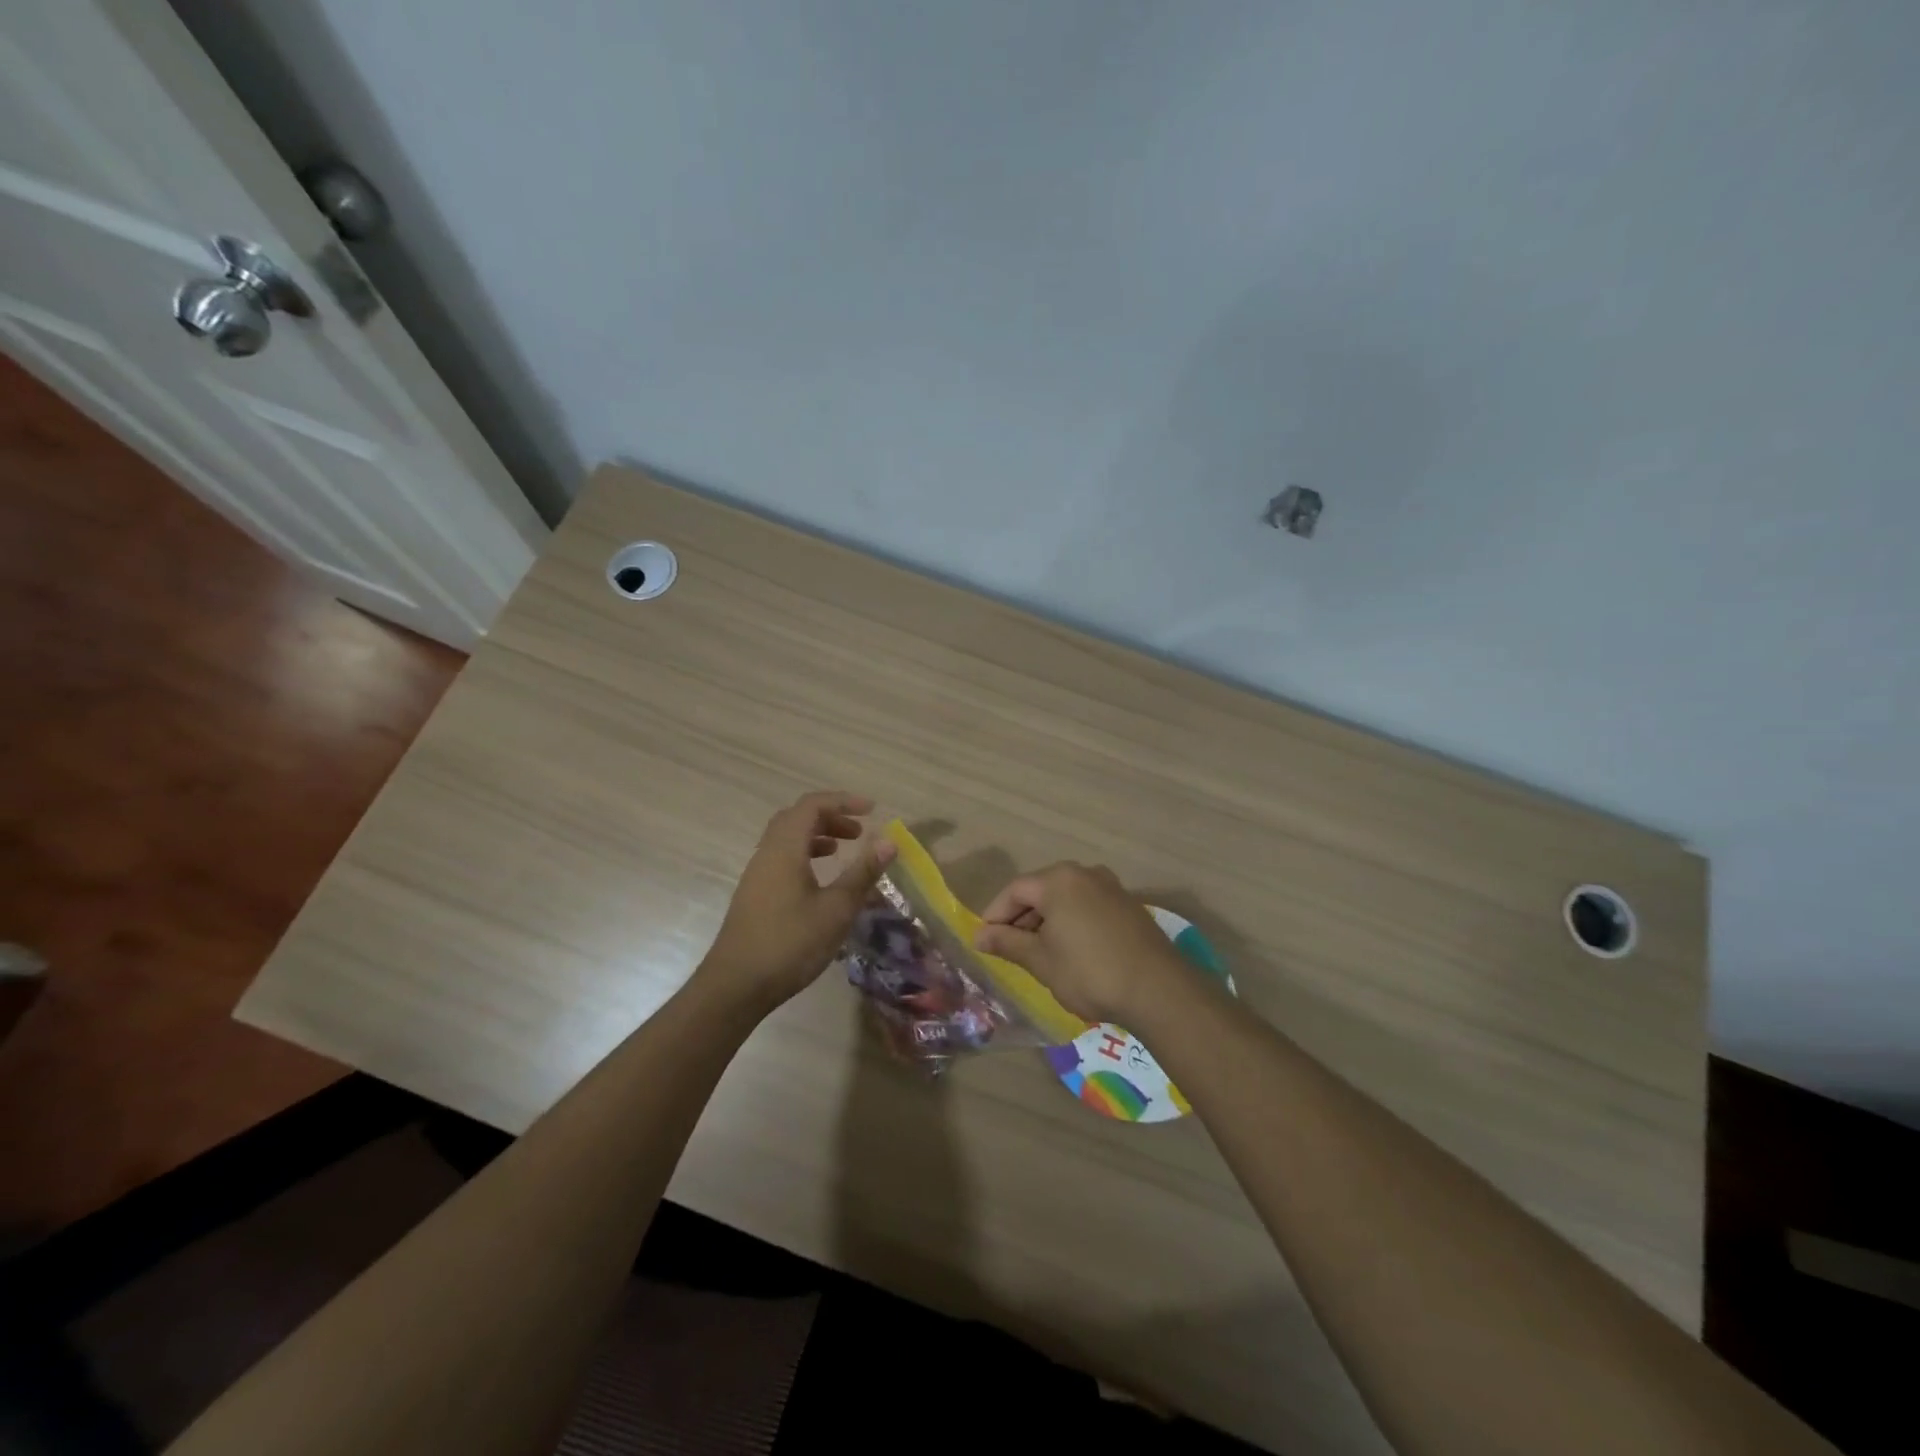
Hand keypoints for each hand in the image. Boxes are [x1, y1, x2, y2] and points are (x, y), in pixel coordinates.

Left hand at [699, 791, 895, 1011]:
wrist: (736, 986)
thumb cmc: (790, 944)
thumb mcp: (836, 909)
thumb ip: (862, 873)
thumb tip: (889, 841)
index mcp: (784, 849)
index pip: (812, 806)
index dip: (843, 801)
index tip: (872, 810)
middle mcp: (767, 853)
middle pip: (797, 817)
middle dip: (830, 817)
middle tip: (859, 832)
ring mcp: (757, 874)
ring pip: (787, 838)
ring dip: (817, 836)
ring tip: (842, 850)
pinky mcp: (754, 894)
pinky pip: (781, 858)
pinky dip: (804, 855)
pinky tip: (820, 881)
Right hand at [973, 862, 1189, 1024]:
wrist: (1158, 990)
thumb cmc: (1089, 972)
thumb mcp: (1041, 960)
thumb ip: (1008, 943)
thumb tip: (979, 935)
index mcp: (1058, 880)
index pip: (1014, 890)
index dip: (995, 915)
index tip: (985, 941)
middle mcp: (1085, 873)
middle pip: (1041, 890)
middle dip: (1021, 919)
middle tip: (1009, 949)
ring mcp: (1111, 887)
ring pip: (1066, 899)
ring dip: (1047, 922)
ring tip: (1038, 954)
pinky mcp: (1129, 906)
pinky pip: (1088, 907)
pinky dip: (1072, 923)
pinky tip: (1071, 952)